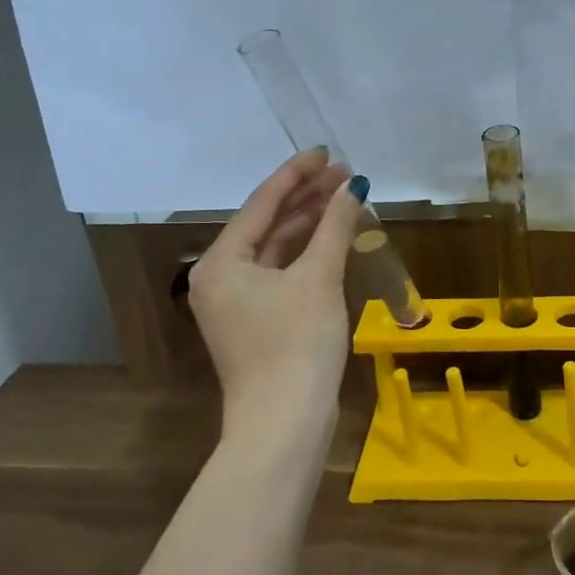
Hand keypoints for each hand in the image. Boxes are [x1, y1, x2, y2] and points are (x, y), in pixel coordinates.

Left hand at [185, 149, 362, 440]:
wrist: (285, 423)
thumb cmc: (296, 343)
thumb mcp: (319, 277)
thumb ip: (335, 225)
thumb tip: (354, 186)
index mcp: (221, 261)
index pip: (261, 203)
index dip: (296, 173)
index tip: (326, 151)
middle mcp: (220, 277)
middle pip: (267, 223)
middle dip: (306, 196)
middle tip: (345, 173)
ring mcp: (237, 302)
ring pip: (275, 248)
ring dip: (309, 223)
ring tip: (345, 197)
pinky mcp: (257, 321)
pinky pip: (281, 271)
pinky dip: (306, 252)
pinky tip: (333, 237)